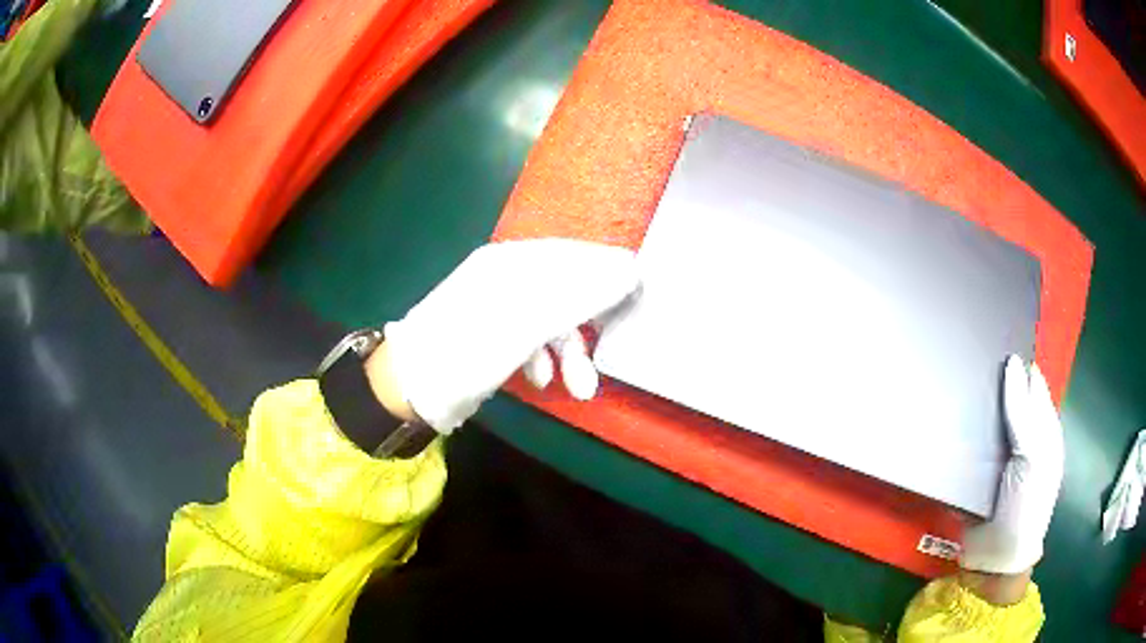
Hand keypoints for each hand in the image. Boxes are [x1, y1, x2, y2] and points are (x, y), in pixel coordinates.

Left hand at [375, 239, 639, 432]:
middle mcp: (507, 276)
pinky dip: (543, 359)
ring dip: (569, 352)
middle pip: (567, 289)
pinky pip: (532, 338)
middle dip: (589, 324)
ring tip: (578, 387)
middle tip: (610, 347)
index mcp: (514, 262)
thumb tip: (630, 269)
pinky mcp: (493, 333)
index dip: (609, 275)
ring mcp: (498, 305)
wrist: (411, 387)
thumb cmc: (469, 351)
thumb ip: (579, 294)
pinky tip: (541, 380)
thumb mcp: (527, 322)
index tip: (637, 301)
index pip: (576, 255)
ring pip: (552, 319)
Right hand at [960, 355, 1064, 596]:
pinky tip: (945, 414)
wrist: (995, 558)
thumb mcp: (1033, 456)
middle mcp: (1022, 437)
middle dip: (993, 382)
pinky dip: (960, 430)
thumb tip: (1013, 362)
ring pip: (986, 419)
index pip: (1032, 385)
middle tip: (968, 357)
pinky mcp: (975, 471)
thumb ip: (1024, 412)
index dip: (1018, 365)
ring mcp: (998, 455)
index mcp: (1043, 429)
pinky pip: (968, 442)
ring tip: (952, 378)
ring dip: (974, 406)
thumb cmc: (1025, 504)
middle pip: (1008, 399)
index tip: (995, 340)